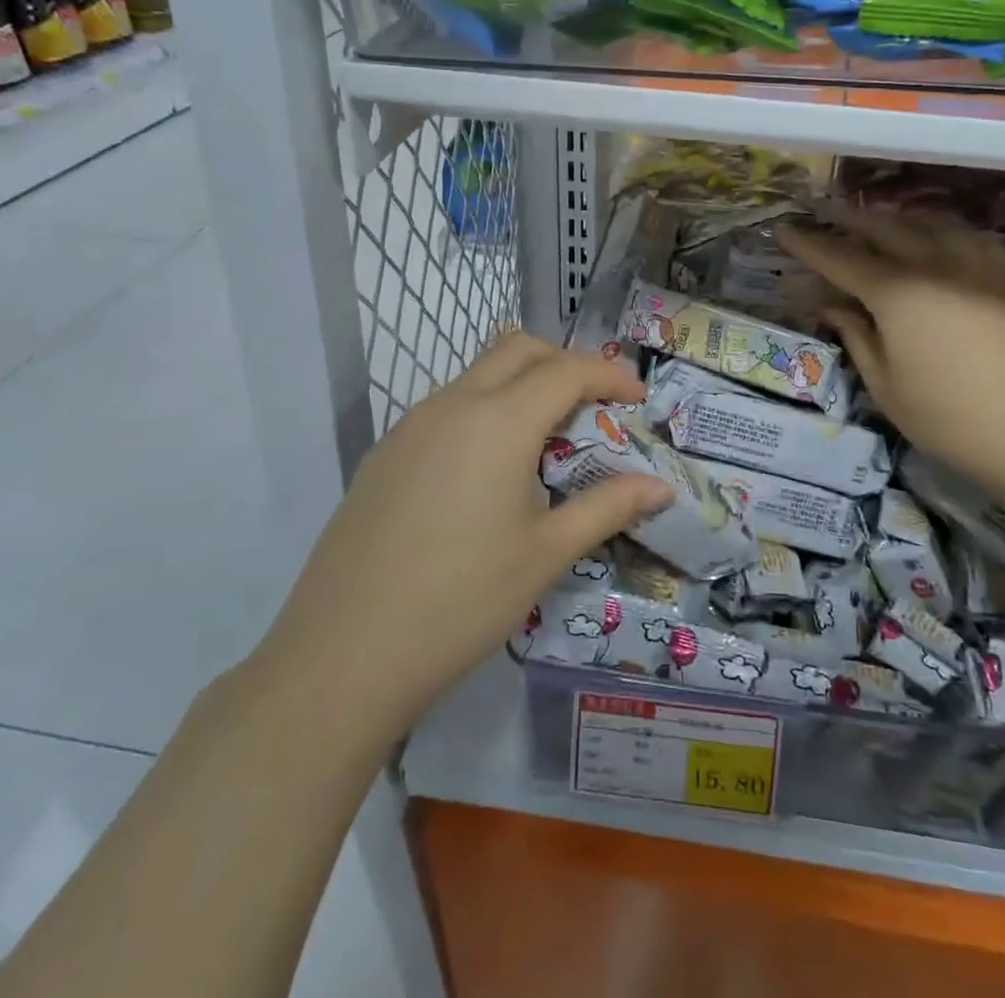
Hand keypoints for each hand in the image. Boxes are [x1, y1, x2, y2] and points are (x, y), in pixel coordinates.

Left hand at [249, 332, 672, 738]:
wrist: (342, 654)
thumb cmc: (461, 601)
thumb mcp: (546, 554)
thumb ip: (608, 507)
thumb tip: (662, 488)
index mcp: (498, 421)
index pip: (566, 370)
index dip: (610, 375)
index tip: (638, 399)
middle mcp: (452, 404)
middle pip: (518, 350)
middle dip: (564, 363)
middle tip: (594, 406)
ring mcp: (410, 425)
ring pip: (477, 374)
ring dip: (520, 385)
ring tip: (546, 439)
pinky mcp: (384, 452)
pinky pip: (446, 406)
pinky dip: (484, 410)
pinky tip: (488, 471)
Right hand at [776, 211, 1004, 504]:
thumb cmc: (947, 419)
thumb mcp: (884, 384)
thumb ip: (853, 334)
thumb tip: (827, 303)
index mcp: (897, 293)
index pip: (840, 257)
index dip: (808, 244)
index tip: (783, 232)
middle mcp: (935, 265)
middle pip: (883, 228)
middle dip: (848, 222)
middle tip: (823, 219)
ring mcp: (977, 265)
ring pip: (927, 224)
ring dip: (892, 220)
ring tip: (872, 223)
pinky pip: (965, 237)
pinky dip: (937, 231)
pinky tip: (932, 240)